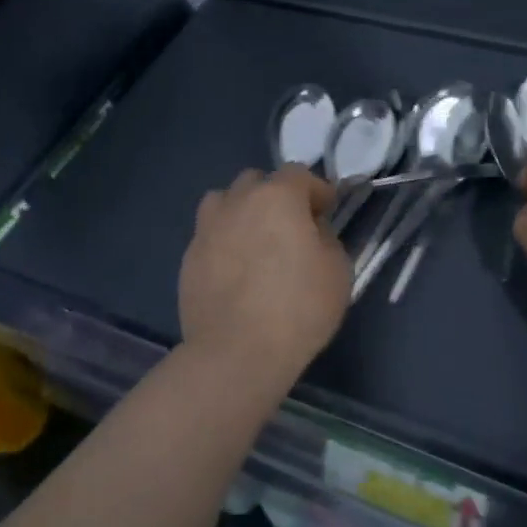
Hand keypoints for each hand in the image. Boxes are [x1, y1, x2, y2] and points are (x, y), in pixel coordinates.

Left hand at [179, 166, 350, 377]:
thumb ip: (326, 238)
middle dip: (276, 195)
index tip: (327, 210)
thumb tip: (311, 231)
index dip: (317, 190)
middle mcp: (238, 201)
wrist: (236, 352)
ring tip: (255, 240)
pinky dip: (224, 242)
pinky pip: (210, 235)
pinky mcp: (189, 257)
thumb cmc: (298, 308)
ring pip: (225, 201)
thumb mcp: (337, 270)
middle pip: (257, 181)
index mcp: (277, 196)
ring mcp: (207, 228)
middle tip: (290, 226)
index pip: (299, 173)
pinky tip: (235, 270)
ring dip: (242, 211)